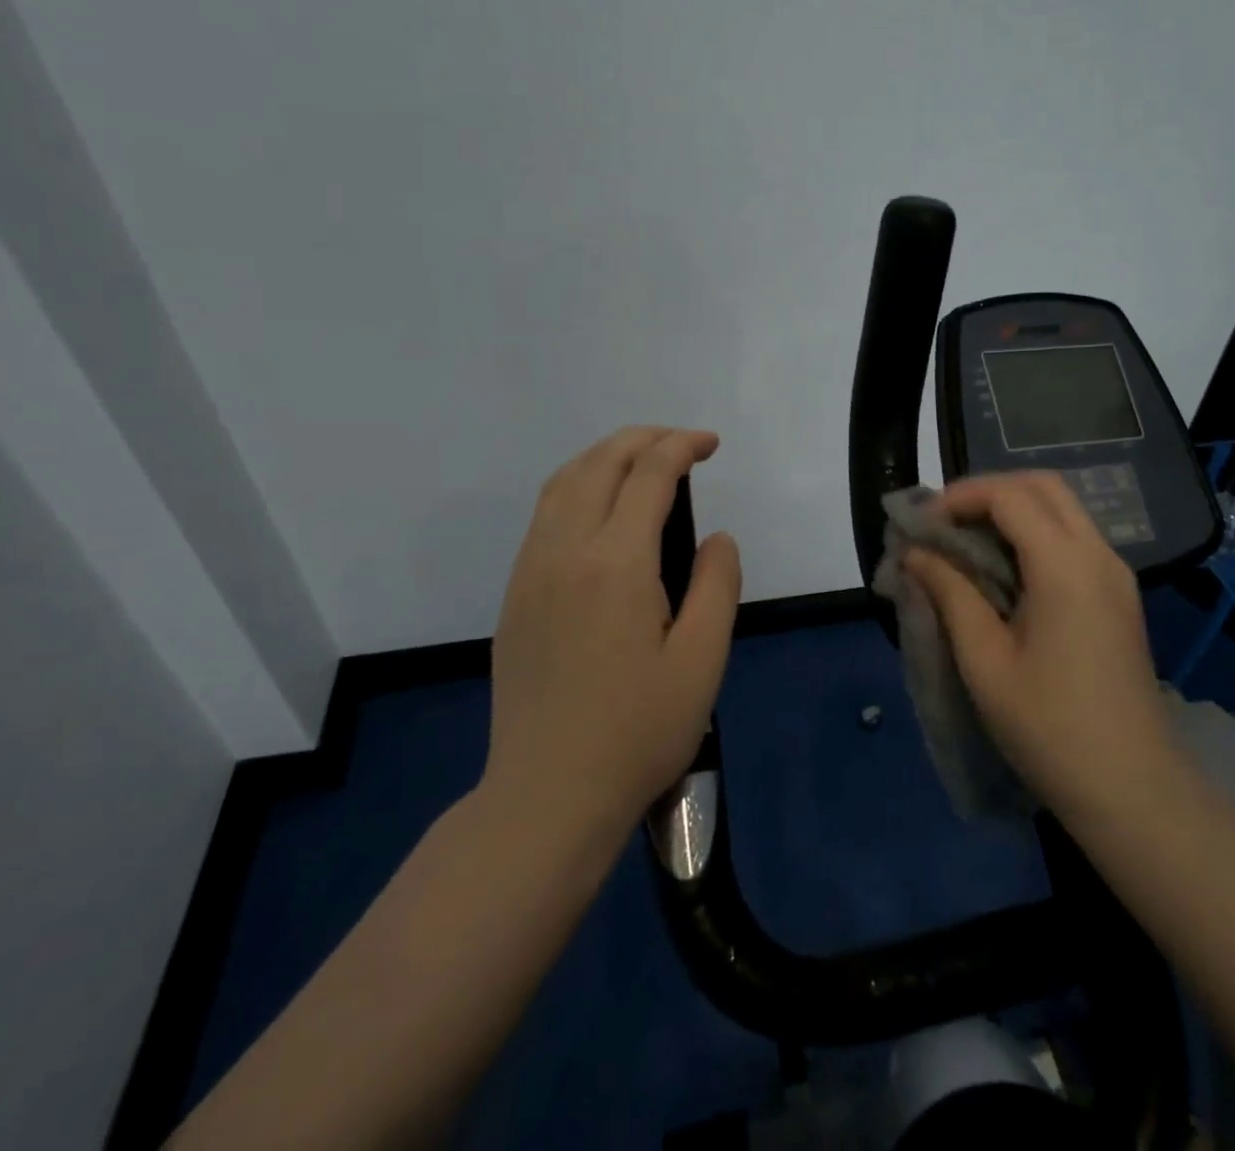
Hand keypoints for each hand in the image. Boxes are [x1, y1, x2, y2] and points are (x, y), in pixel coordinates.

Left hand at [484, 427, 741, 837]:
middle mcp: (565, 551)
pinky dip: (577, 486)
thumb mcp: (702, 660)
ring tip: (643, 463)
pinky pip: (545, 515)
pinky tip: (601, 510)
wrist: (547, 794)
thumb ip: (718, 585)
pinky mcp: (516, 595)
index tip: (711, 444)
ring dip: (605, 456)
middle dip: (644, 439)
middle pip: (600, 463)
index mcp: (616, 562)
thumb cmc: (638, 731)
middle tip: (683, 444)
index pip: (649, 474)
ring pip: (563, 483)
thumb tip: (717, 538)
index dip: (683, 446)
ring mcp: (531, 571)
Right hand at [902, 472, 1181, 826]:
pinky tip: (1002, 569)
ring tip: (964, 543)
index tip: (920, 525)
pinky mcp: (1118, 595)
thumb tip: (914, 553)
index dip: (958, 498)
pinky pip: (1073, 538)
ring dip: (1010, 510)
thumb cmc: (1049, 728)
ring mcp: (1115, 574)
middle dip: (987, 492)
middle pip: (1042, 486)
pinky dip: (1033, 533)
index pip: (1009, 495)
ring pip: (1061, 508)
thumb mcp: (985, 660)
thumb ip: (950, 594)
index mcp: (1066, 566)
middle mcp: (1098, 555)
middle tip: (942, 523)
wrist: (1133, 789)